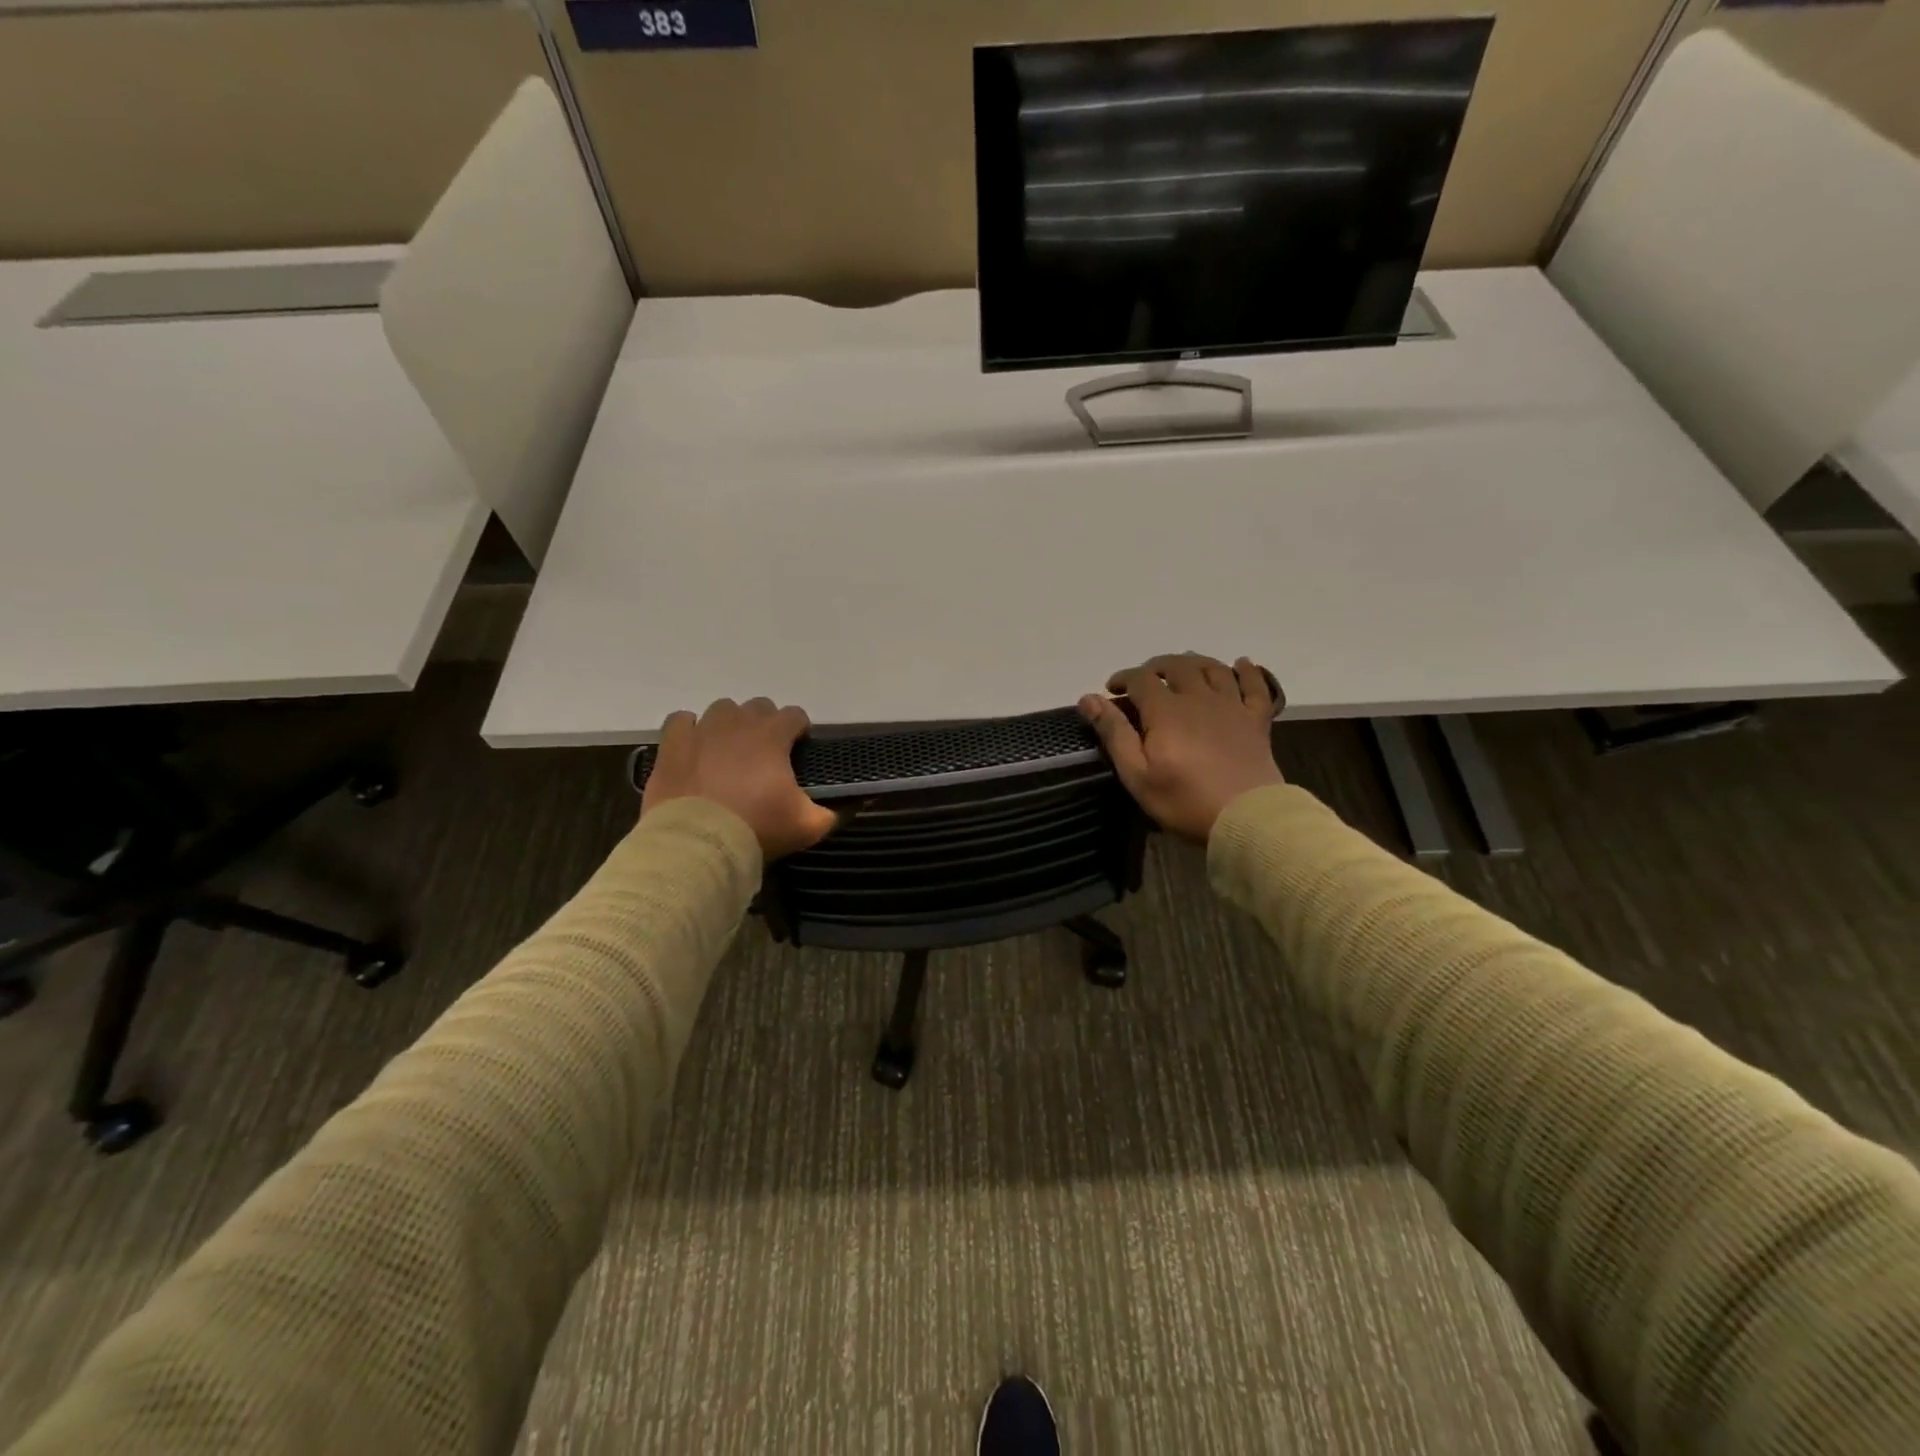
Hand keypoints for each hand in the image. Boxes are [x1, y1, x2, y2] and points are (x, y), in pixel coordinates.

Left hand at [641, 698, 838, 860]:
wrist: (699, 842)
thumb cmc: (758, 828)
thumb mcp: (807, 826)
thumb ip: (833, 812)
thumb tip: (851, 806)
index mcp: (773, 736)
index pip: (795, 715)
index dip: (799, 730)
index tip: (798, 751)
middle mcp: (739, 723)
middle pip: (759, 706)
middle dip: (765, 724)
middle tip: (765, 755)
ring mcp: (703, 729)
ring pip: (722, 709)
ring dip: (730, 724)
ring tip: (730, 751)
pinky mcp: (673, 744)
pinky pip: (682, 720)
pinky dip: (691, 730)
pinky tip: (696, 748)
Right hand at [1079, 653, 1285, 842]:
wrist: (1245, 817)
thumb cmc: (1184, 800)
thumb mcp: (1136, 774)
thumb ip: (1114, 733)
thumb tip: (1088, 698)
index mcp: (1166, 711)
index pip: (1140, 679)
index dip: (1123, 678)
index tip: (1111, 689)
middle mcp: (1199, 698)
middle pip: (1177, 666)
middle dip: (1156, 666)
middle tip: (1145, 679)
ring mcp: (1231, 706)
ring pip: (1213, 669)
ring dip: (1195, 662)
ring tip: (1183, 668)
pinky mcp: (1256, 720)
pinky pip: (1255, 686)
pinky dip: (1248, 671)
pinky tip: (1241, 664)